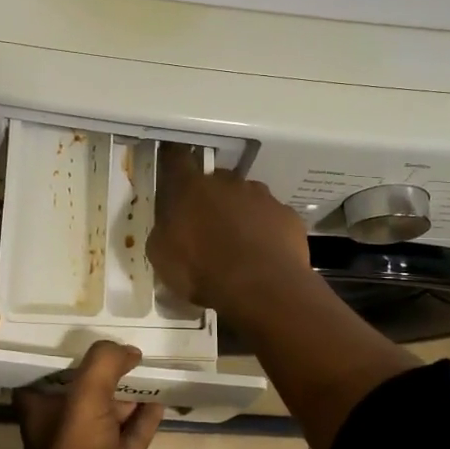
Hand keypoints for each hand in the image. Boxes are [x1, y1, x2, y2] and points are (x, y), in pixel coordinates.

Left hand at [14, 341, 164, 448]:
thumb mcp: (85, 401)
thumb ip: (103, 365)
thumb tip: (129, 350)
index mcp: (40, 410)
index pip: (46, 371)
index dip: (63, 351)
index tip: (86, 328)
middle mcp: (61, 427)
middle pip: (83, 388)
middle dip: (104, 367)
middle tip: (129, 340)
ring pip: (111, 411)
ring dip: (128, 391)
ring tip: (152, 364)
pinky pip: (131, 435)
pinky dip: (145, 419)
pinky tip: (162, 400)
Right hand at [147, 147, 311, 317]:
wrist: (261, 288)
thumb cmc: (201, 270)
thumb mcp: (162, 256)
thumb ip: (164, 231)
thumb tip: (170, 225)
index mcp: (191, 188)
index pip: (177, 159)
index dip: (173, 161)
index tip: (172, 167)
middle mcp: (228, 183)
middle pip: (216, 180)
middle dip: (210, 198)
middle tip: (206, 226)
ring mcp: (262, 197)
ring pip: (247, 197)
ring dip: (240, 213)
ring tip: (238, 244)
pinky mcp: (287, 216)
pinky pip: (272, 218)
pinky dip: (266, 230)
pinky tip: (263, 254)